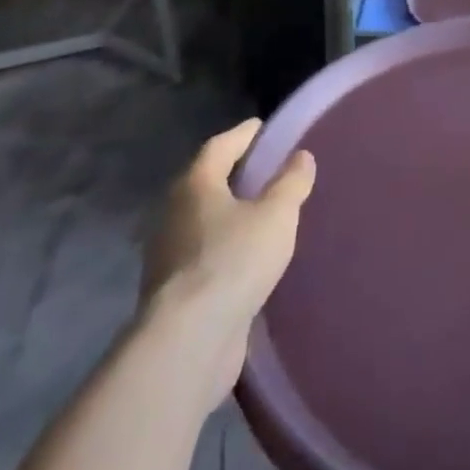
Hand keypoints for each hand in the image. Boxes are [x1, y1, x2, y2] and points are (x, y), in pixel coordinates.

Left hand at [141, 120, 315, 363]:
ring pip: (204, 219)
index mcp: (194, 185)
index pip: (220, 146)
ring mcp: (168, 253)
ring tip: (265, 213)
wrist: (189, 340)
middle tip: (270, 170)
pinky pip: (204, 252)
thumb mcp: (276, 215)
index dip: (245, 135)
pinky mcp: (173, 289)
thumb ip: (291, 183)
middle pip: (207, 181)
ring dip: (230, 212)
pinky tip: (249, 256)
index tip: (266, 128)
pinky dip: (226, 245)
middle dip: (236, 174)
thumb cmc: (234, 260)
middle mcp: (173, 212)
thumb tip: (301, 156)